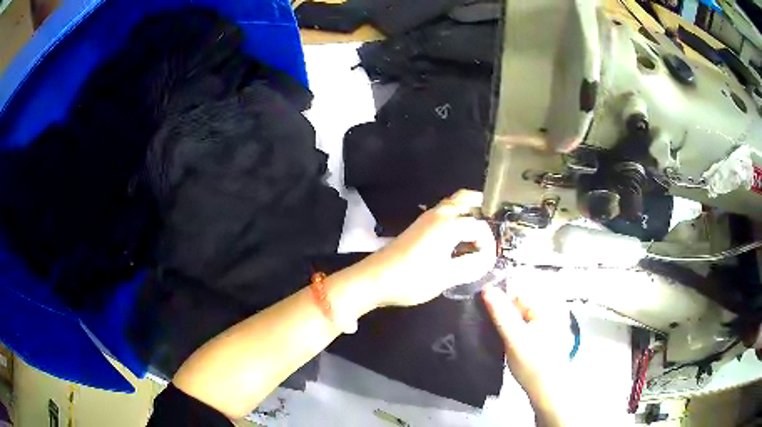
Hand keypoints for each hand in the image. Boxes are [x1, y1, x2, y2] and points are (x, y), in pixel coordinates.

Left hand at [345, 190, 495, 308]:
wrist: (374, 279)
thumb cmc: (412, 279)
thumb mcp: (446, 277)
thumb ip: (470, 266)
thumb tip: (486, 259)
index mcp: (448, 225)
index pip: (478, 225)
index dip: (488, 241)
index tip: (489, 258)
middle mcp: (438, 215)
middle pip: (464, 199)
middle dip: (481, 206)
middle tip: (493, 224)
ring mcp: (425, 219)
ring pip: (452, 204)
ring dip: (468, 211)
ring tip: (479, 232)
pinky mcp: (417, 227)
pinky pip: (442, 213)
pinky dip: (455, 217)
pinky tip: (458, 238)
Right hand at [482, 286, 572, 414]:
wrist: (547, 390)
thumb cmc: (533, 364)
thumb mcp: (514, 338)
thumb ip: (500, 313)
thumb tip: (485, 288)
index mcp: (546, 303)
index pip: (516, 290)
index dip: (497, 299)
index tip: (481, 312)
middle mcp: (549, 307)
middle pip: (518, 301)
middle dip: (501, 311)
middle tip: (487, 326)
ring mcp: (546, 321)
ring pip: (518, 313)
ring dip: (504, 321)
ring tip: (493, 334)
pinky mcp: (542, 333)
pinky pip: (522, 323)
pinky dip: (511, 329)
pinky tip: (504, 340)